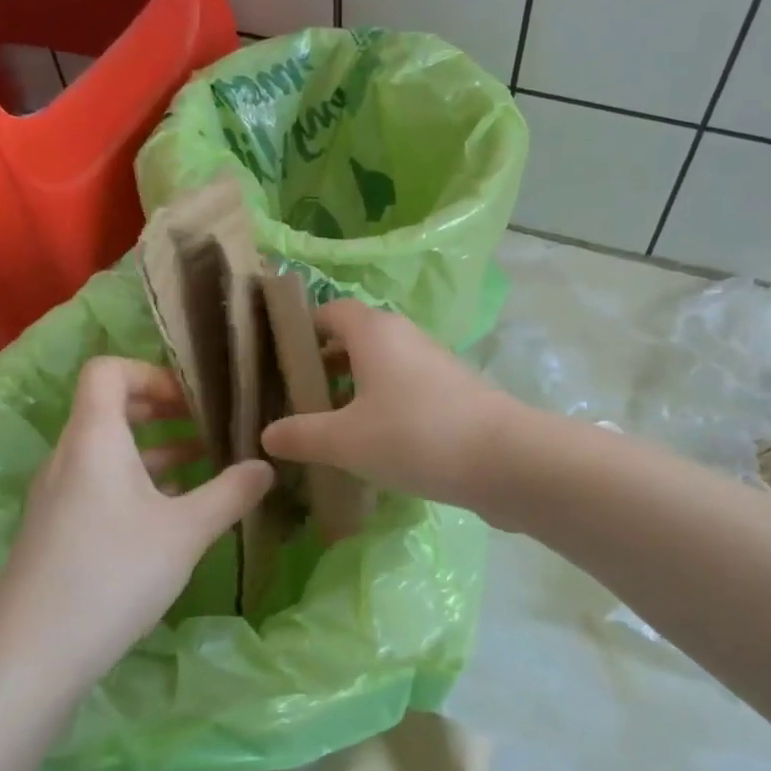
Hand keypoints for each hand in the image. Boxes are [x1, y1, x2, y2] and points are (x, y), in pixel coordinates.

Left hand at [0, 357, 273, 694]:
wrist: (32, 657)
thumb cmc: (113, 576)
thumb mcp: (186, 532)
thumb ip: (231, 493)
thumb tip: (266, 466)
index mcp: (94, 439)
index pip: (107, 370)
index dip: (151, 372)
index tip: (192, 399)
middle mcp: (68, 456)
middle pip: (110, 407)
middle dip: (162, 410)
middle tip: (206, 425)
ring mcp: (57, 494)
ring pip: (108, 449)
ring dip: (155, 449)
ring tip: (204, 465)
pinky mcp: (56, 527)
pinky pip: (99, 482)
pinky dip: (137, 481)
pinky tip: (173, 511)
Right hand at [260, 300, 518, 509]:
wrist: (503, 459)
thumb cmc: (414, 435)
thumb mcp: (346, 440)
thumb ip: (301, 435)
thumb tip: (267, 434)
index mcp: (373, 331)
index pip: (327, 311)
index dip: (299, 330)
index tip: (275, 362)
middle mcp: (404, 336)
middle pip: (353, 339)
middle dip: (322, 366)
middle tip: (294, 401)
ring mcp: (433, 363)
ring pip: (380, 367)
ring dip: (352, 390)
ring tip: (327, 427)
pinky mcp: (453, 392)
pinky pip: (404, 389)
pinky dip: (382, 406)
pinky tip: (371, 445)